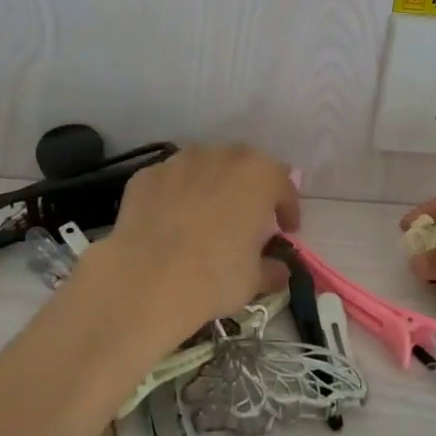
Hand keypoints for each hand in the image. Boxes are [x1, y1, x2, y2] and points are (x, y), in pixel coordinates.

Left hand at [94, 144, 299, 335]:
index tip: (287, 231)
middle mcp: (221, 156)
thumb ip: (272, 268)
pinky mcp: (147, 175)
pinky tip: (171, 223)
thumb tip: (278, 270)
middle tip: (248, 218)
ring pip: (204, 168)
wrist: (147, 279)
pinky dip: (176, 196)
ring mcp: (179, 161)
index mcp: (258, 174)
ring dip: (211, 187)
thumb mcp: (255, 280)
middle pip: (243, 167)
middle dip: (249, 189)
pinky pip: (171, 182)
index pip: (283, 185)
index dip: (288, 209)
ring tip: (206, 217)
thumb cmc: (215, 276)